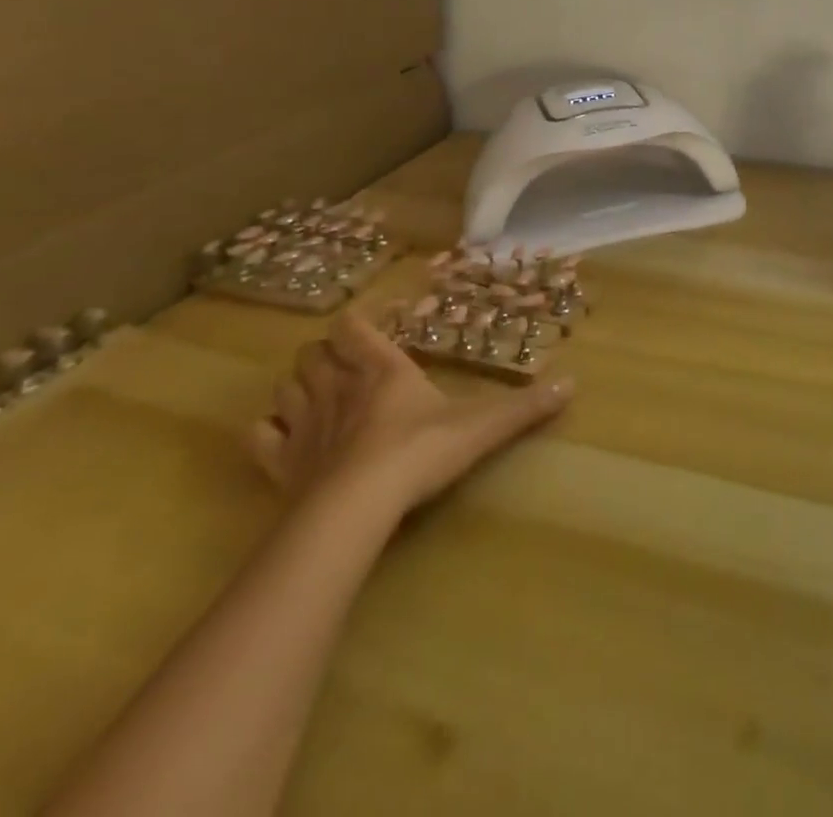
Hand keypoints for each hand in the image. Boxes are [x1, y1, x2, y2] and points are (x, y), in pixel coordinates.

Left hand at [249, 307, 572, 535]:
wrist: (358, 507)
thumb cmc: (420, 452)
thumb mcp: (480, 427)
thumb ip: (523, 407)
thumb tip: (572, 383)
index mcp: (382, 369)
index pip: (352, 328)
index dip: (356, 326)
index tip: (368, 329)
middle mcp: (337, 387)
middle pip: (312, 354)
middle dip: (323, 356)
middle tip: (345, 368)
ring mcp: (304, 425)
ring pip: (284, 388)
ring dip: (296, 388)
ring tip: (315, 398)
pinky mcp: (281, 464)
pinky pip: (260, 437)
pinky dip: (268, 432)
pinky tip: (284, 439)